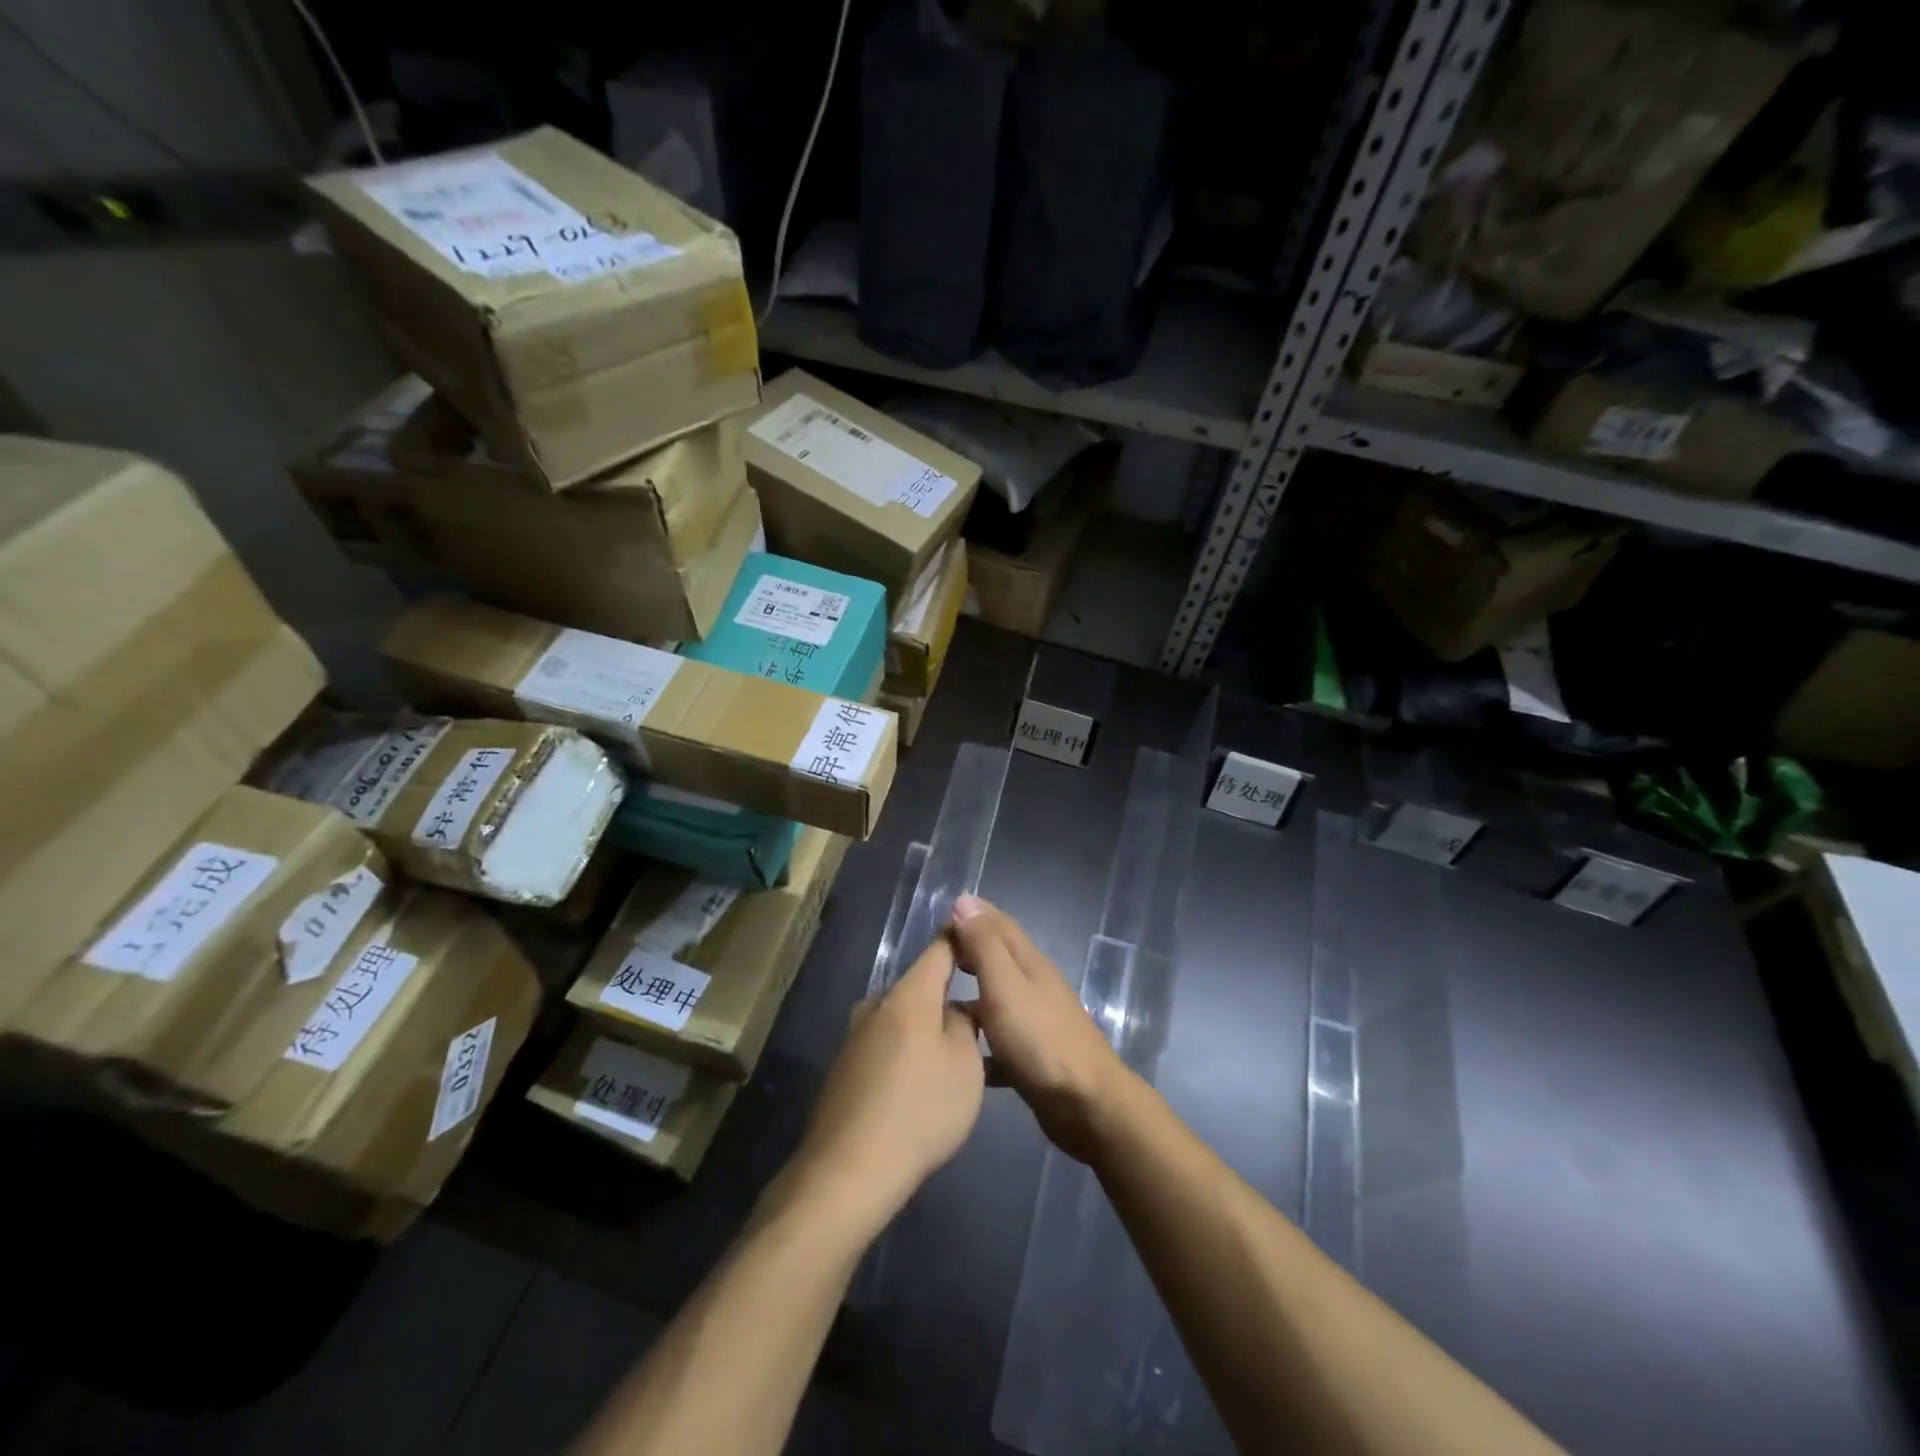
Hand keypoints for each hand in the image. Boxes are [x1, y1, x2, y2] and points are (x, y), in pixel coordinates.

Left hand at [786, 935, 983, 1238]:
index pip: (940, 949)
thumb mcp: (965, 1066)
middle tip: (976, 1022)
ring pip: (901, 1018)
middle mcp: (876, 1004)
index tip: (980, 940)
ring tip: (948, 1062)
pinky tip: (915, 1088)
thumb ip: (965, 1025)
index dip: (961, 939)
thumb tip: (956, 1009)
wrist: (849, 1170)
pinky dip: (904, 1054)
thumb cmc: (920, 1109)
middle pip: (919, 987)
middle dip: (946, 998)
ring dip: (924, 1030)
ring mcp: (854, 1035)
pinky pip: (884, 1045)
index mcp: (908, 994)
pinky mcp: (843, 1066)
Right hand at [948, 894, 1135, 1163]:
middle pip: (999, 958)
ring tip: (936, 1002)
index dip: (972, 916)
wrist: (1086, 1104)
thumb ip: (985, 945)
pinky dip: (981, 1041)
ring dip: (972, 994)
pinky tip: (959, 1054)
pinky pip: (1000, 1041)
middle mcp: (1035, 986)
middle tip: (933, 956)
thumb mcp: (1005, 985)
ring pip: (998, 998)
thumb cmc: (1040, 1039)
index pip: (999, 925)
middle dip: (969, 951)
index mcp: (1029, 963)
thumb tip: (965, 901)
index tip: (939, 917)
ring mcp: (1037, 1022)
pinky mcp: (1034, 1057)